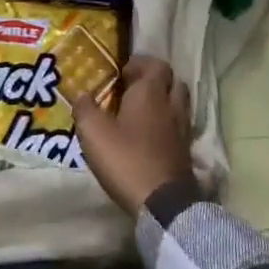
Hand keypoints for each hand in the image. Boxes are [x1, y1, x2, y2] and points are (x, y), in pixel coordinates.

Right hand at [71, 57, 193, 216]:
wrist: (163, 204)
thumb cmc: (126, 159)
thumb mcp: (94, 132)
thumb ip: (85, 108)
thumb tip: (82, 94)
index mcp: (151, 92)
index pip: (156, 64)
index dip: (140, 64)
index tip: (121, 74)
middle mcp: (171, 105)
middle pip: (173, 81)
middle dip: (156, 81)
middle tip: (135, 91)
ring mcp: (183, 129)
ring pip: (179, 104)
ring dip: (164, 103)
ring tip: (143, 114)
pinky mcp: (187, 153)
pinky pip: (180, 127)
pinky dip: (168, 126)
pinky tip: (152, 138)